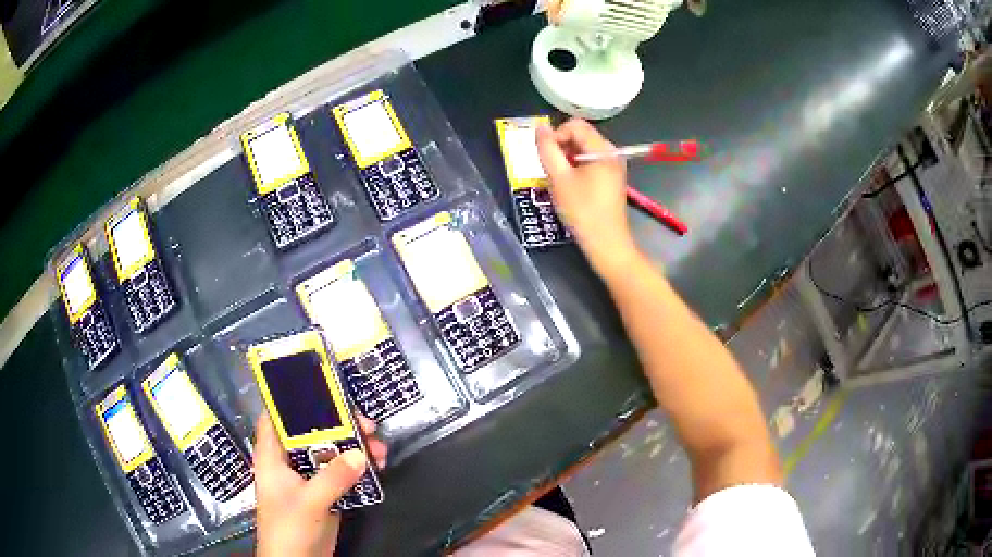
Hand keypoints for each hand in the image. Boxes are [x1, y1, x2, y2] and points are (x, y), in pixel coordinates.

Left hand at [254, 413, 386, 556]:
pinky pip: (341, 473)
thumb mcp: (309, 502)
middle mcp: (289, 462)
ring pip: (330, 452)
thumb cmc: (289, 529)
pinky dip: (358, 468)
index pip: (276, 418)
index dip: (293, 401)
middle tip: (366, 424)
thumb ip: (332, 477)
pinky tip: (377, 467)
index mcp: (273, 456)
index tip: (322, 390)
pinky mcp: (325, 493)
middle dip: (338, 425)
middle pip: (311, 433)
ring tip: (379, 448)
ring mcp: (308, 478)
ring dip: (354, 448)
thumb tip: (360, 454)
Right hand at [536, 118, 637, 275]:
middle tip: (551, 170)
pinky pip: (589, 163)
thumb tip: (540, 128)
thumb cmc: (582, 211)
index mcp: (603, 149)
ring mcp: (613, 166)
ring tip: (559, 180)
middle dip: (561, 148)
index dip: (555, 136)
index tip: (546, 158)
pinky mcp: (610, 178)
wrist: (606, 243)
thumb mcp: (559, 178)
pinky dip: (576, 168)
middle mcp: (611, 153)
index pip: (574, 125)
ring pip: (583, 150)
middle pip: (580, 135)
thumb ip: (547, 150)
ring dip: (566, 159)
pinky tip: (570, 187)